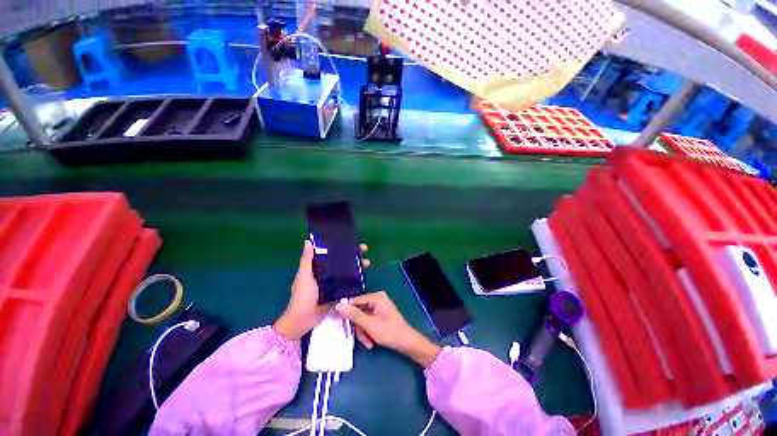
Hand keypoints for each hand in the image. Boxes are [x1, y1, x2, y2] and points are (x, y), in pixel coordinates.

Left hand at [273, 241, 369, 340]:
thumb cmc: (303, 296)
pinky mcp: (337, 292)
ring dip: (356, 266)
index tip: (351, 242)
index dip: (341, 246)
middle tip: (364, 251)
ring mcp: (332, 283)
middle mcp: (325, 273)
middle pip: (341, 261)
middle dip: (352, 255)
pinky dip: (355, 279)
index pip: (330, 253)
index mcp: (316, 267)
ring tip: (367, 264)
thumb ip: (307, 260)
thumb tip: (308, 241)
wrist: (304, 321)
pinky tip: (363, 276)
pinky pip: (347, 283)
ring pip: (346, 271)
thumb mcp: (304, 276)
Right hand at [335, 291, 440, 367]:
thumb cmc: (389, 331)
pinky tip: (371, 342)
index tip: (338, 322)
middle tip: (360, 337)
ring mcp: (378, 307)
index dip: (346, 312)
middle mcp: (376, 299)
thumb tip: (338, 306)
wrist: (406, 343)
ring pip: (361, 319)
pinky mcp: (379, 315)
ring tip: (368, 342)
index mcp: (375, 297)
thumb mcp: (369, 324)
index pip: (355, 301)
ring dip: (363, 332)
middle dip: (358, 327)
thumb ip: (353, 315)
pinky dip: (367, 332)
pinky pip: (367, 321)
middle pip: (358, 311)